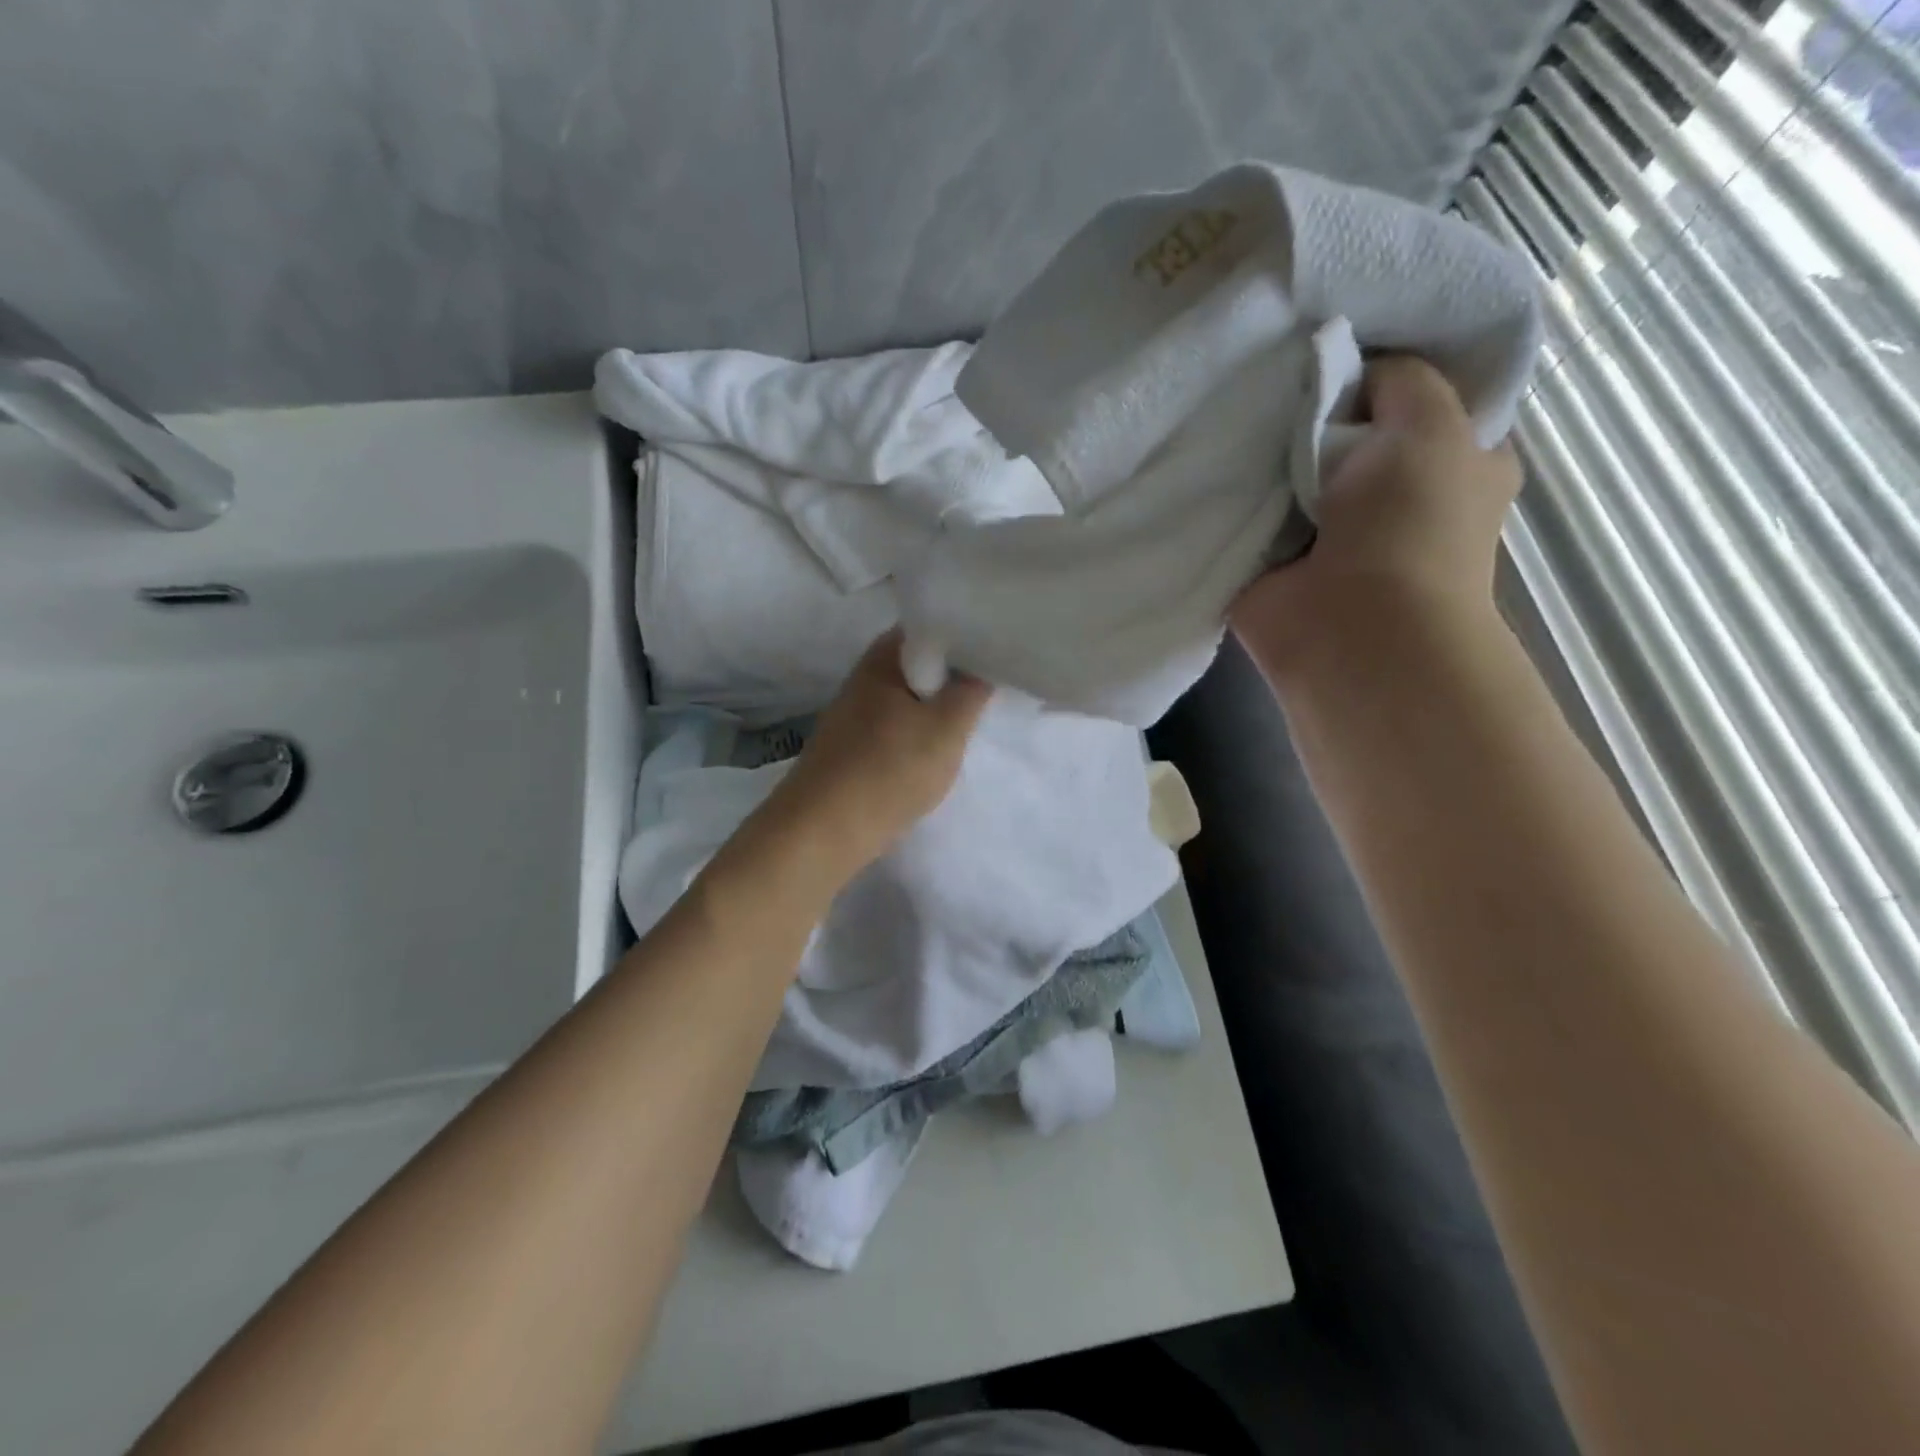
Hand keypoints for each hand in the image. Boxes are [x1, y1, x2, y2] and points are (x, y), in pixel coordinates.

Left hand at [757, 630, 993, 879]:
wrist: (824, 831)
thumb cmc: (889, 769)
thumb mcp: (947, 728)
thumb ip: (971, 692)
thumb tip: (982, 667)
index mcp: (883, 658)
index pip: (931, 627)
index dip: (966, 633)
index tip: (998, 649)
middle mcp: (864, 677)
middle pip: (920, 663)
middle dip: (954, 676)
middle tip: (992, 689)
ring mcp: (855, 713)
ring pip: (909, 698)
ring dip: (937, 708)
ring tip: (971, 721)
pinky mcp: (853, 746)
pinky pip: (896, 727)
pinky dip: (919, 733)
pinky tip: (936, 753)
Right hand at [1231, 354, 1521, 685]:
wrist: (1351, 632)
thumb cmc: (1412, 527)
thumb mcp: (1432, 424)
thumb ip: (1400, 380)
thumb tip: (1351, 368)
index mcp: (1450, 464)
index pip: (1416, 399)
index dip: (1381, 369)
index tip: (1337, 343)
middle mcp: (1390, 498)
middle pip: (1343, 431)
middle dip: (1311, 406)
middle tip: (1270, 370)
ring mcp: (1324, 534)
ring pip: (1289, 471)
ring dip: (1263, 449)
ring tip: (1228, 405)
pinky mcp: (1269, 563)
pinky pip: (1245, 513)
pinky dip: (1227, 493)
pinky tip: (1202, 458)